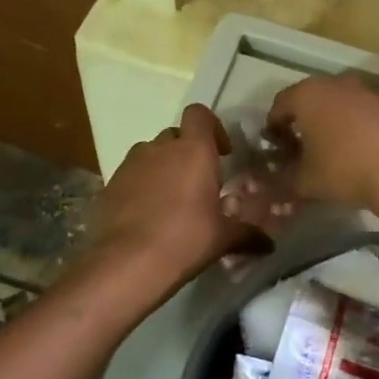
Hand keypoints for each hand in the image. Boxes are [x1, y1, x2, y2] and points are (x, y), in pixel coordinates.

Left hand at [84, 104, 262, 283]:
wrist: (126, 264)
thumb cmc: (185, 241)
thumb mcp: (223, 239)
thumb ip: (248, 234)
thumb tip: (269, 244)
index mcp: (193, 150)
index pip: (199, 114)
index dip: (211, 127)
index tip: (221, 153)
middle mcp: (160, 148)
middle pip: (175, 135)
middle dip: (187, 152)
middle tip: (198, 183)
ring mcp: (130, 164)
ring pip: (150, 154)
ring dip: (162, 168)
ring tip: (171, 200)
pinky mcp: (109, 185)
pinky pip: (130, 176)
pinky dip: (140, 187)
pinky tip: (147, 216)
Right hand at [266, 74, 378, 219]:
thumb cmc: (344, 171)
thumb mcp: (303, 182)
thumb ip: (281, 180)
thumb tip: (273, 183)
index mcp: (309, 95)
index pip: (280, 105)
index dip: (274, 128)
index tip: (276, 150)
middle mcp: (338, 83)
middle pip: (312, 100)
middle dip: (304, 123)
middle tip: (303, 151)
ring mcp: (370, 91)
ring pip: (342, 104)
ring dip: (334, 123)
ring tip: (335, 153)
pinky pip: (368, 114)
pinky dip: (361, 128)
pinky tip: (365, 154)